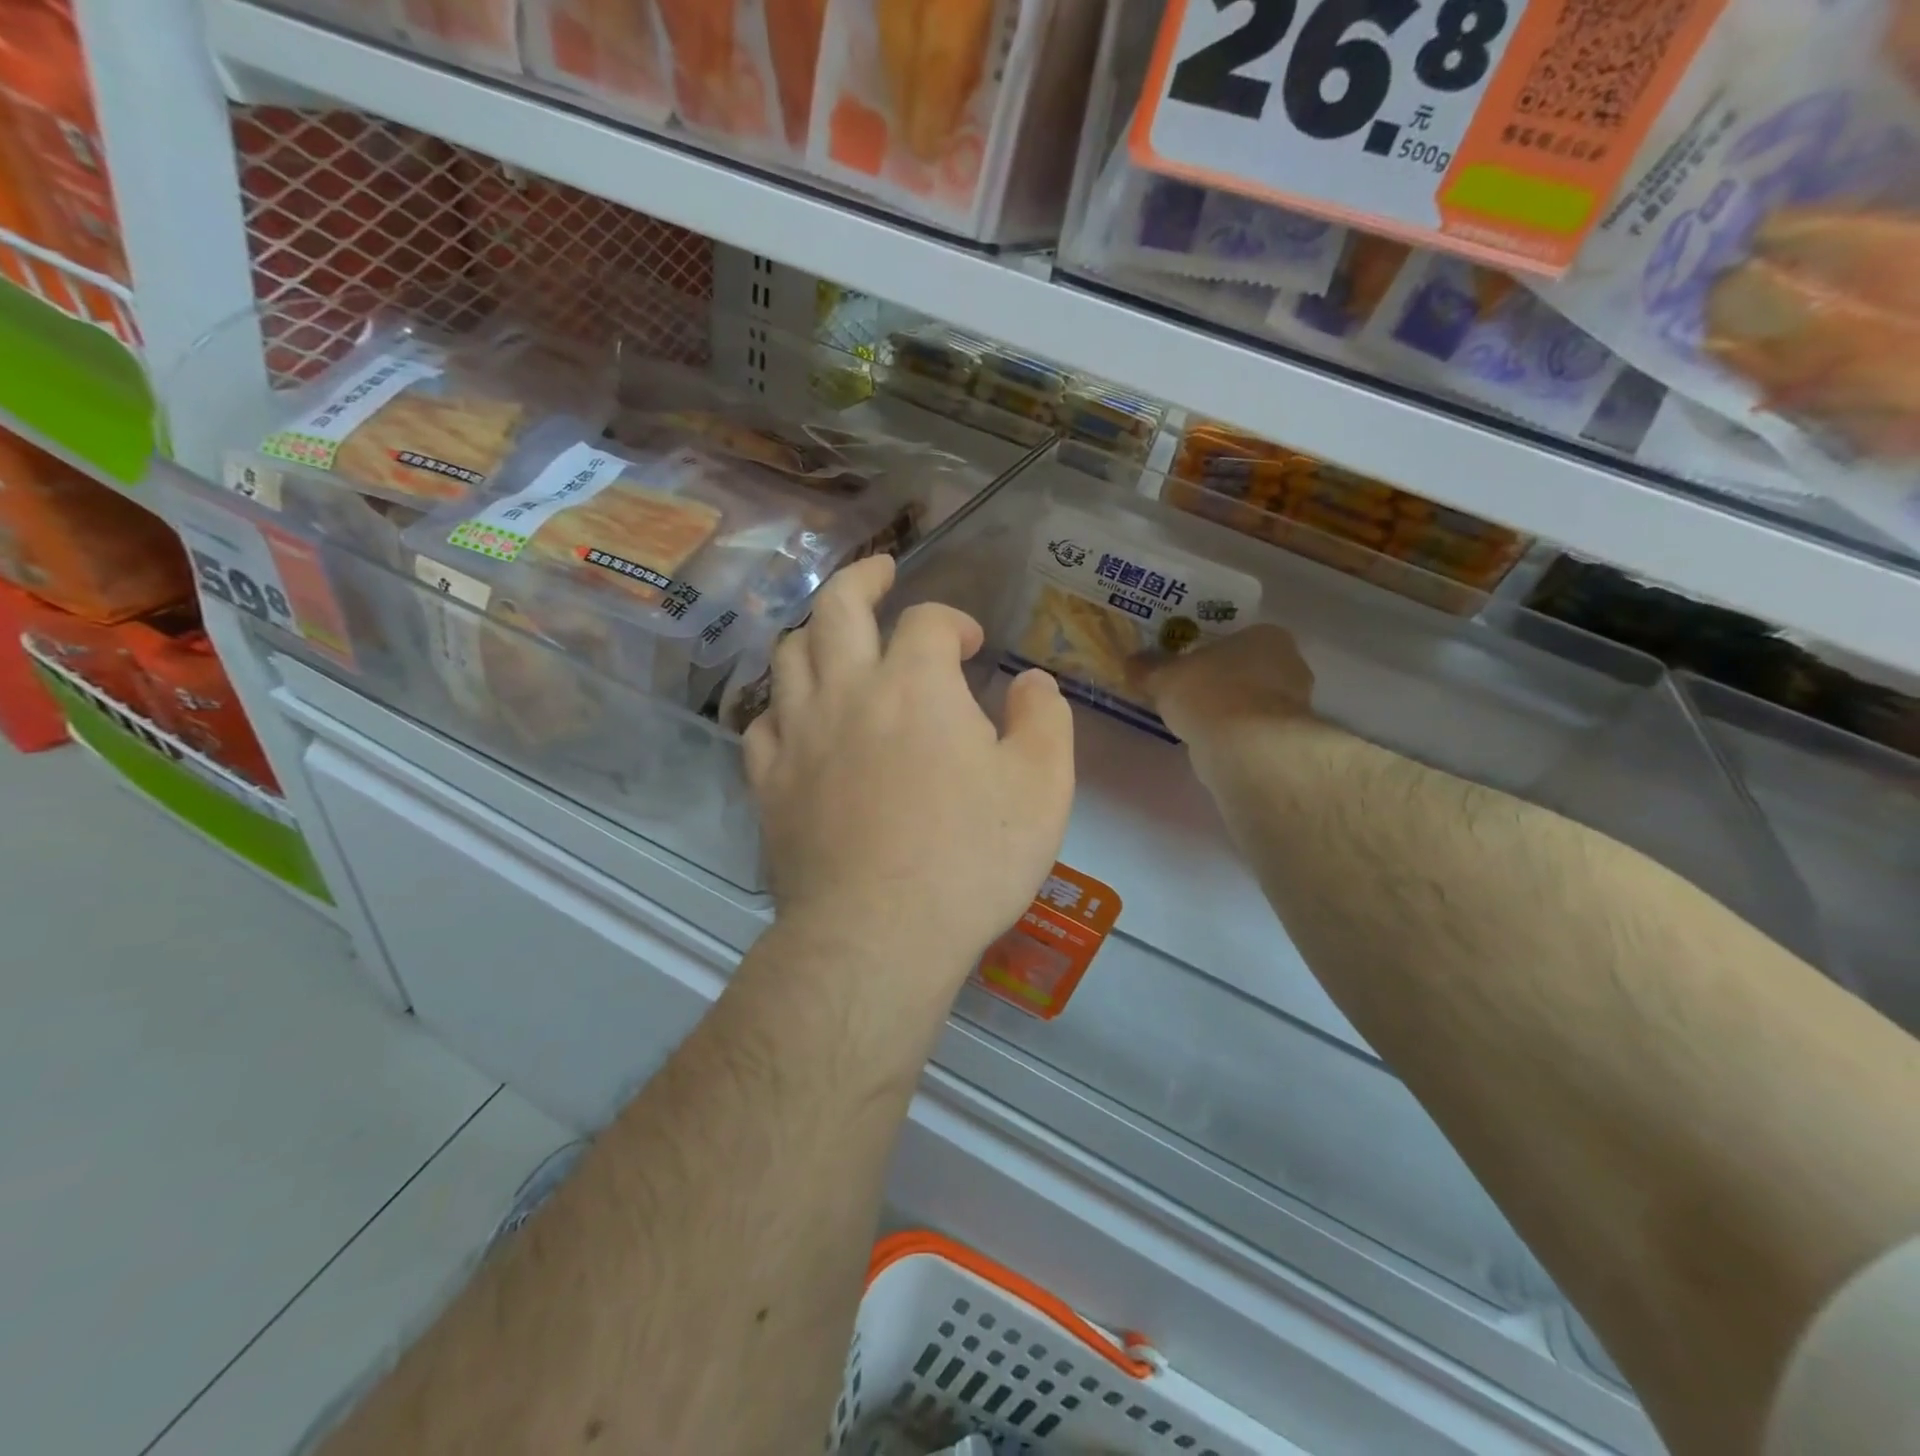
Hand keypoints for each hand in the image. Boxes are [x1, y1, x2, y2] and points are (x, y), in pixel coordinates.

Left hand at [743, 556, 1074, 991]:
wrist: (878, 936)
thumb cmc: (969, 859)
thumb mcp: (1042, 787)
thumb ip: (1045, 720)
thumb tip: (1034, 681)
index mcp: (915, 684)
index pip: (927, 619)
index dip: (953, 621)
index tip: (972, 646)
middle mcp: (847, 691)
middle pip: (836, 606)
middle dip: (862, 578)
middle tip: (881, 574)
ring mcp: (798, 735)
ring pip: (788, 655)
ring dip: (814, 634)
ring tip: (836, 640)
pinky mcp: (768, 783)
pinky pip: (761, 722)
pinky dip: (782, 705)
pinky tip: (798, 718)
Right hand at [1135, 623, 1316, 747]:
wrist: (1244, 746)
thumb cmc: (1208, 693)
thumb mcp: (1165, 677)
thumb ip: (1149, 668)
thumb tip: (1131, 662)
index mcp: (1266, 635)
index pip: (1239, 638)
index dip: (1212, 652)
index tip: (1190, 666)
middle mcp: (1290, 664)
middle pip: (1249, 669)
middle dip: (1223, 680)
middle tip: (1191, 692)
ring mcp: (1295, 704)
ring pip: (1254, 701)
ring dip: (1231, 709)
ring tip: (1198, 720)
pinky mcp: (1289, 739)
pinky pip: (1255, 729)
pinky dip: (1237, 734)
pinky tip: (1214, 741)